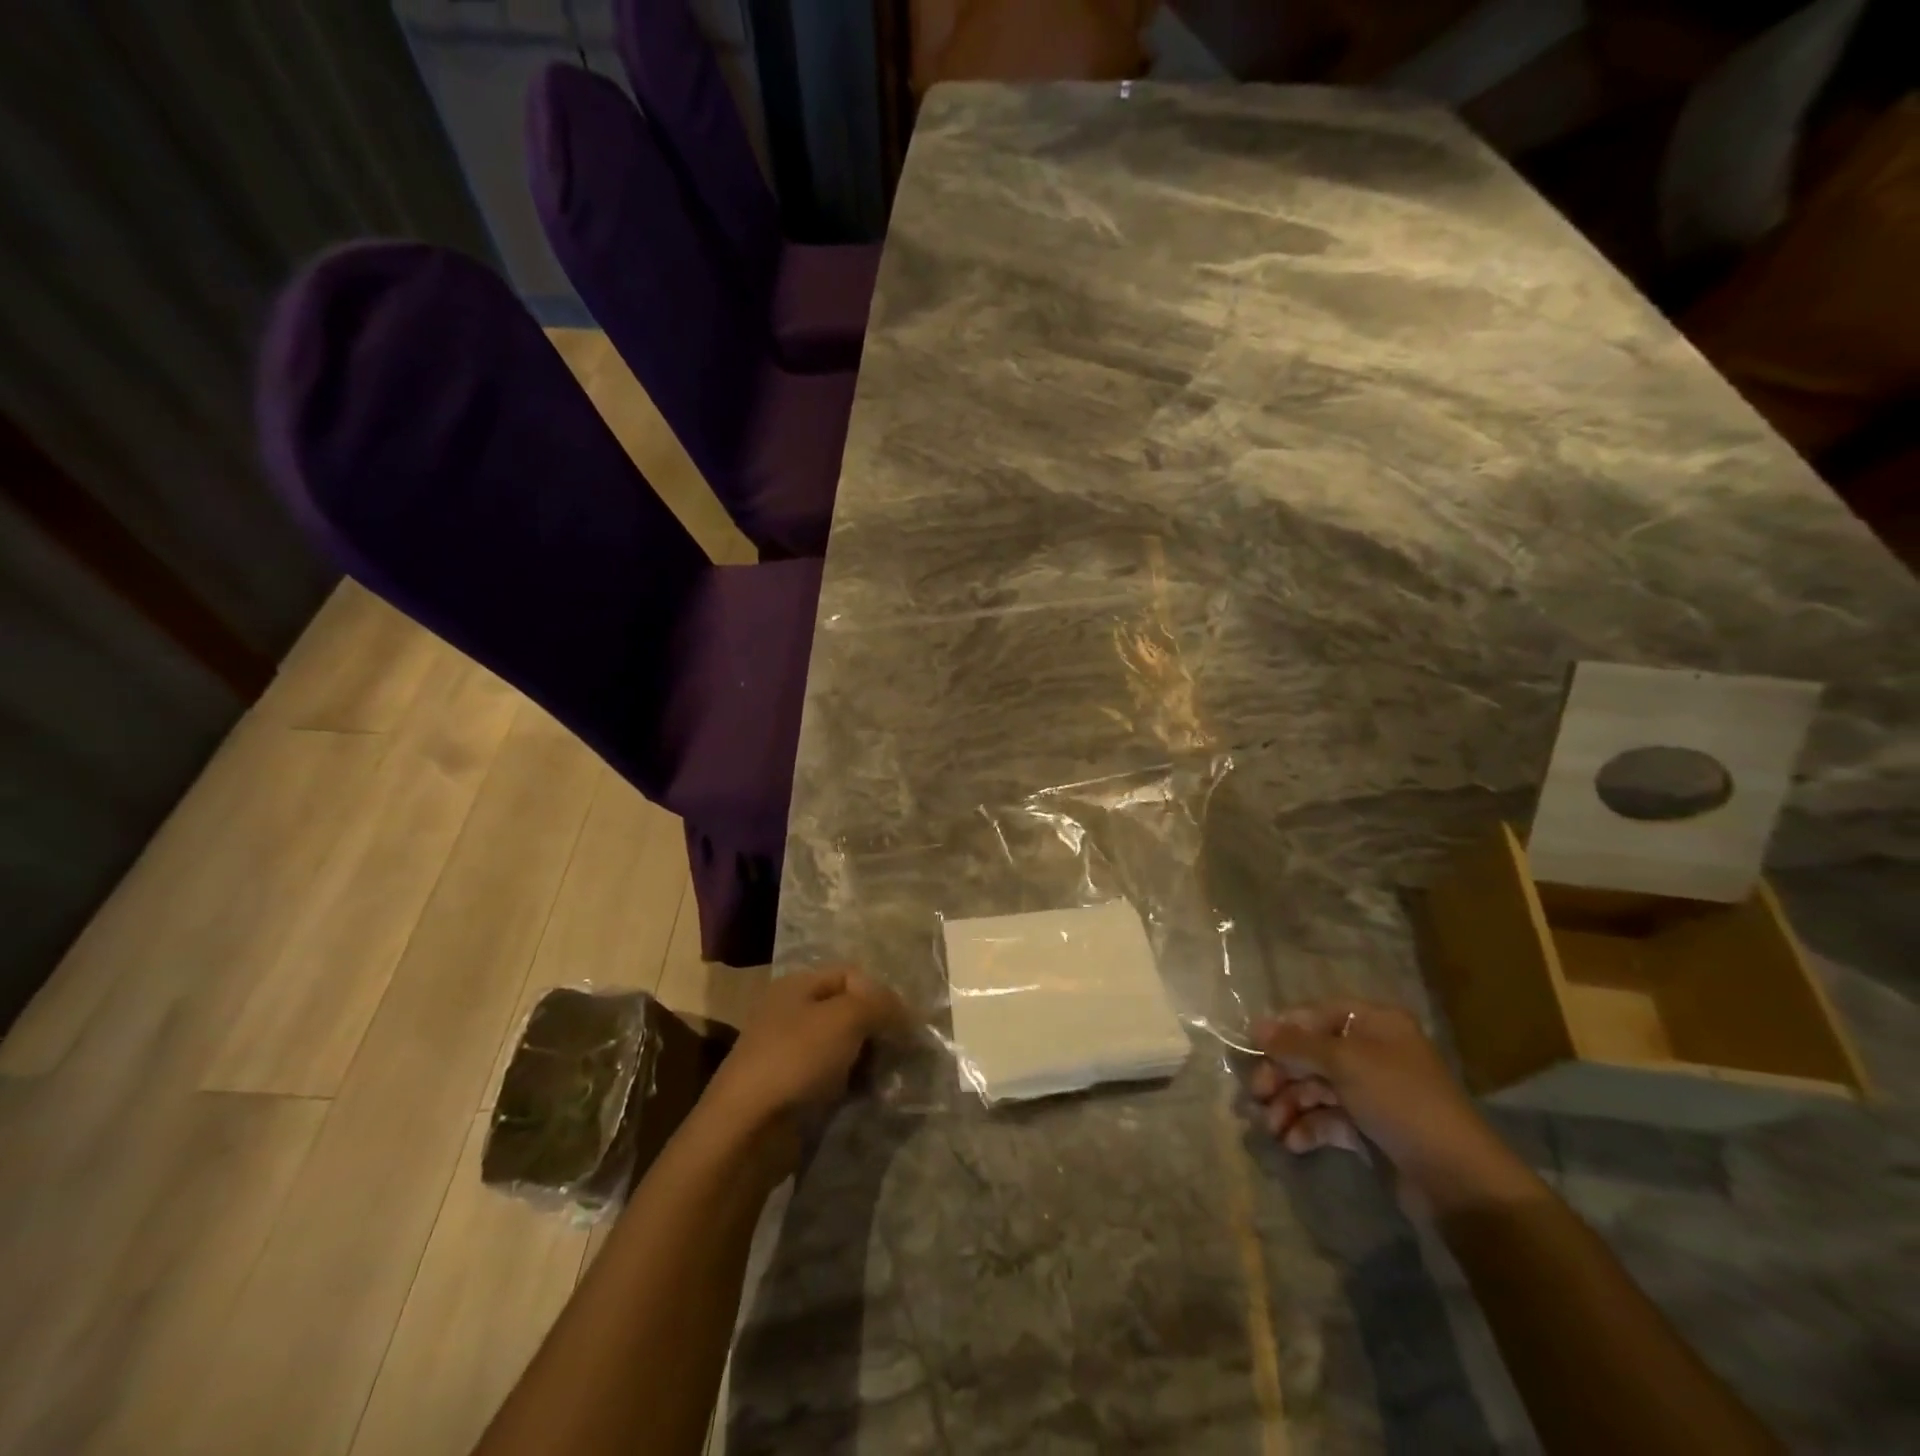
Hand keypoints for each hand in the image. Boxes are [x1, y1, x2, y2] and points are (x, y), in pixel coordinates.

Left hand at [702, 967, 909, 1139]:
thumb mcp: (846, 1017)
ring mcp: (791, 1055)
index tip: (905, 1024)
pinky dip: (854, 1085)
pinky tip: (870, 1096)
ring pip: (844, 1048)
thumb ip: (881, 1005)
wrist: (747, 1130)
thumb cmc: (796, 1059)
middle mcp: (792, 1014)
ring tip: (889, 1078)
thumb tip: (905, 1015)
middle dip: (878, 1029)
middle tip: (901, 1052)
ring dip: (870, 1060)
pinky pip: (834, 1079)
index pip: (852, 976)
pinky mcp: (793, 1092)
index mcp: (797, 986)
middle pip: (849, 1011)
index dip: (881, 994)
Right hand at [1249, 999, 1542, 1216]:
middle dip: (1282, 1074)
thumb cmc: (1400, 1101)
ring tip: (1271, 1127)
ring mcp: (1371, 1091)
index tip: (1254, 1048)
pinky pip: (1328, 1118)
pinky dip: (1307, 1127)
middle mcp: (1372, 1052)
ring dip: (1289, 1104)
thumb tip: (1255, 1027)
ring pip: (1316, 1087)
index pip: (1317, 1015)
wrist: (1456, 1179)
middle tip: (1257, 1095)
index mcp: (1375, 1024)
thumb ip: (1296, 1044)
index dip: (1284, 1029)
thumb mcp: (1344, 1062)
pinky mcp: (1369, 1128)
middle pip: (1312, 1054)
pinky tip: (1292, 1142)